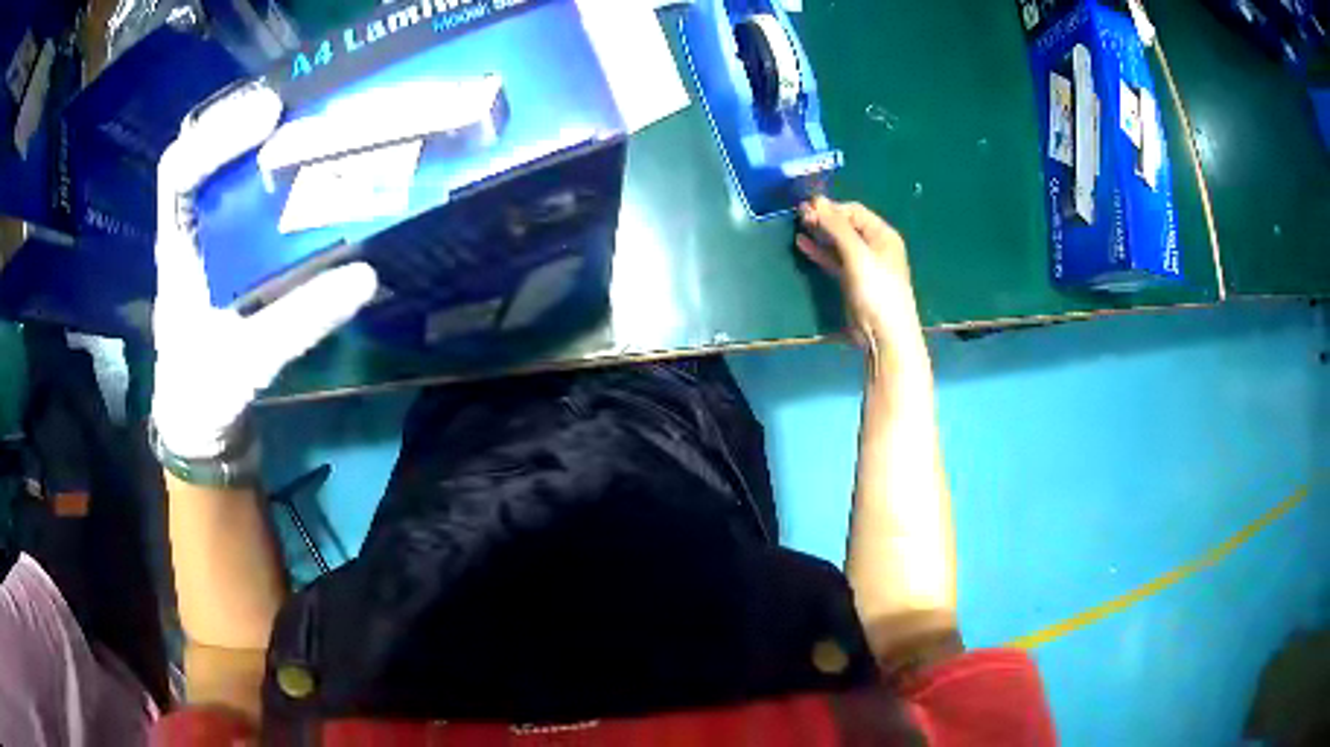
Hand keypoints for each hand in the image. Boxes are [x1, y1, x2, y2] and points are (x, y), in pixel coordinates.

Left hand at [151, 82, 377, 458]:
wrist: (198, 418)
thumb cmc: (207, 390)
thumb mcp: (248, 362)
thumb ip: (299, 321)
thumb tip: (366, 275)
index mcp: (176, 251)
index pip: (178, 172)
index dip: (218, 134)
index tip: (269, 116)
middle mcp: (188, 230)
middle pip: (202, 152)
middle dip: (244, 120)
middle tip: (298, 105)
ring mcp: (206, 237)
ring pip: (222, 167)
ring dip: (260, 139)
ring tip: (308, 120)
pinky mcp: (227, 248)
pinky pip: (245, 194)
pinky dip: (273, 171)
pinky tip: (308, 167)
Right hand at [796, 197, 926, 370]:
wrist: (884, 334)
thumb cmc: (877, 290)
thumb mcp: (857, 254)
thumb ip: (837, 227)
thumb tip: (817, 200)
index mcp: (882, 235)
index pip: (854, 211)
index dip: (832, 208)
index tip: (807, 208)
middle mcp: (874, 246)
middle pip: (846, 225)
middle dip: (824, 219)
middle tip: (799, 216)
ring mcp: (863, 264)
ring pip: (838, 242)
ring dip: (820, 234)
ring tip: (798, 226)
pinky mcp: (852, 280)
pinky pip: (834, 259)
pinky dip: (820, 251)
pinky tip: (803, 244)